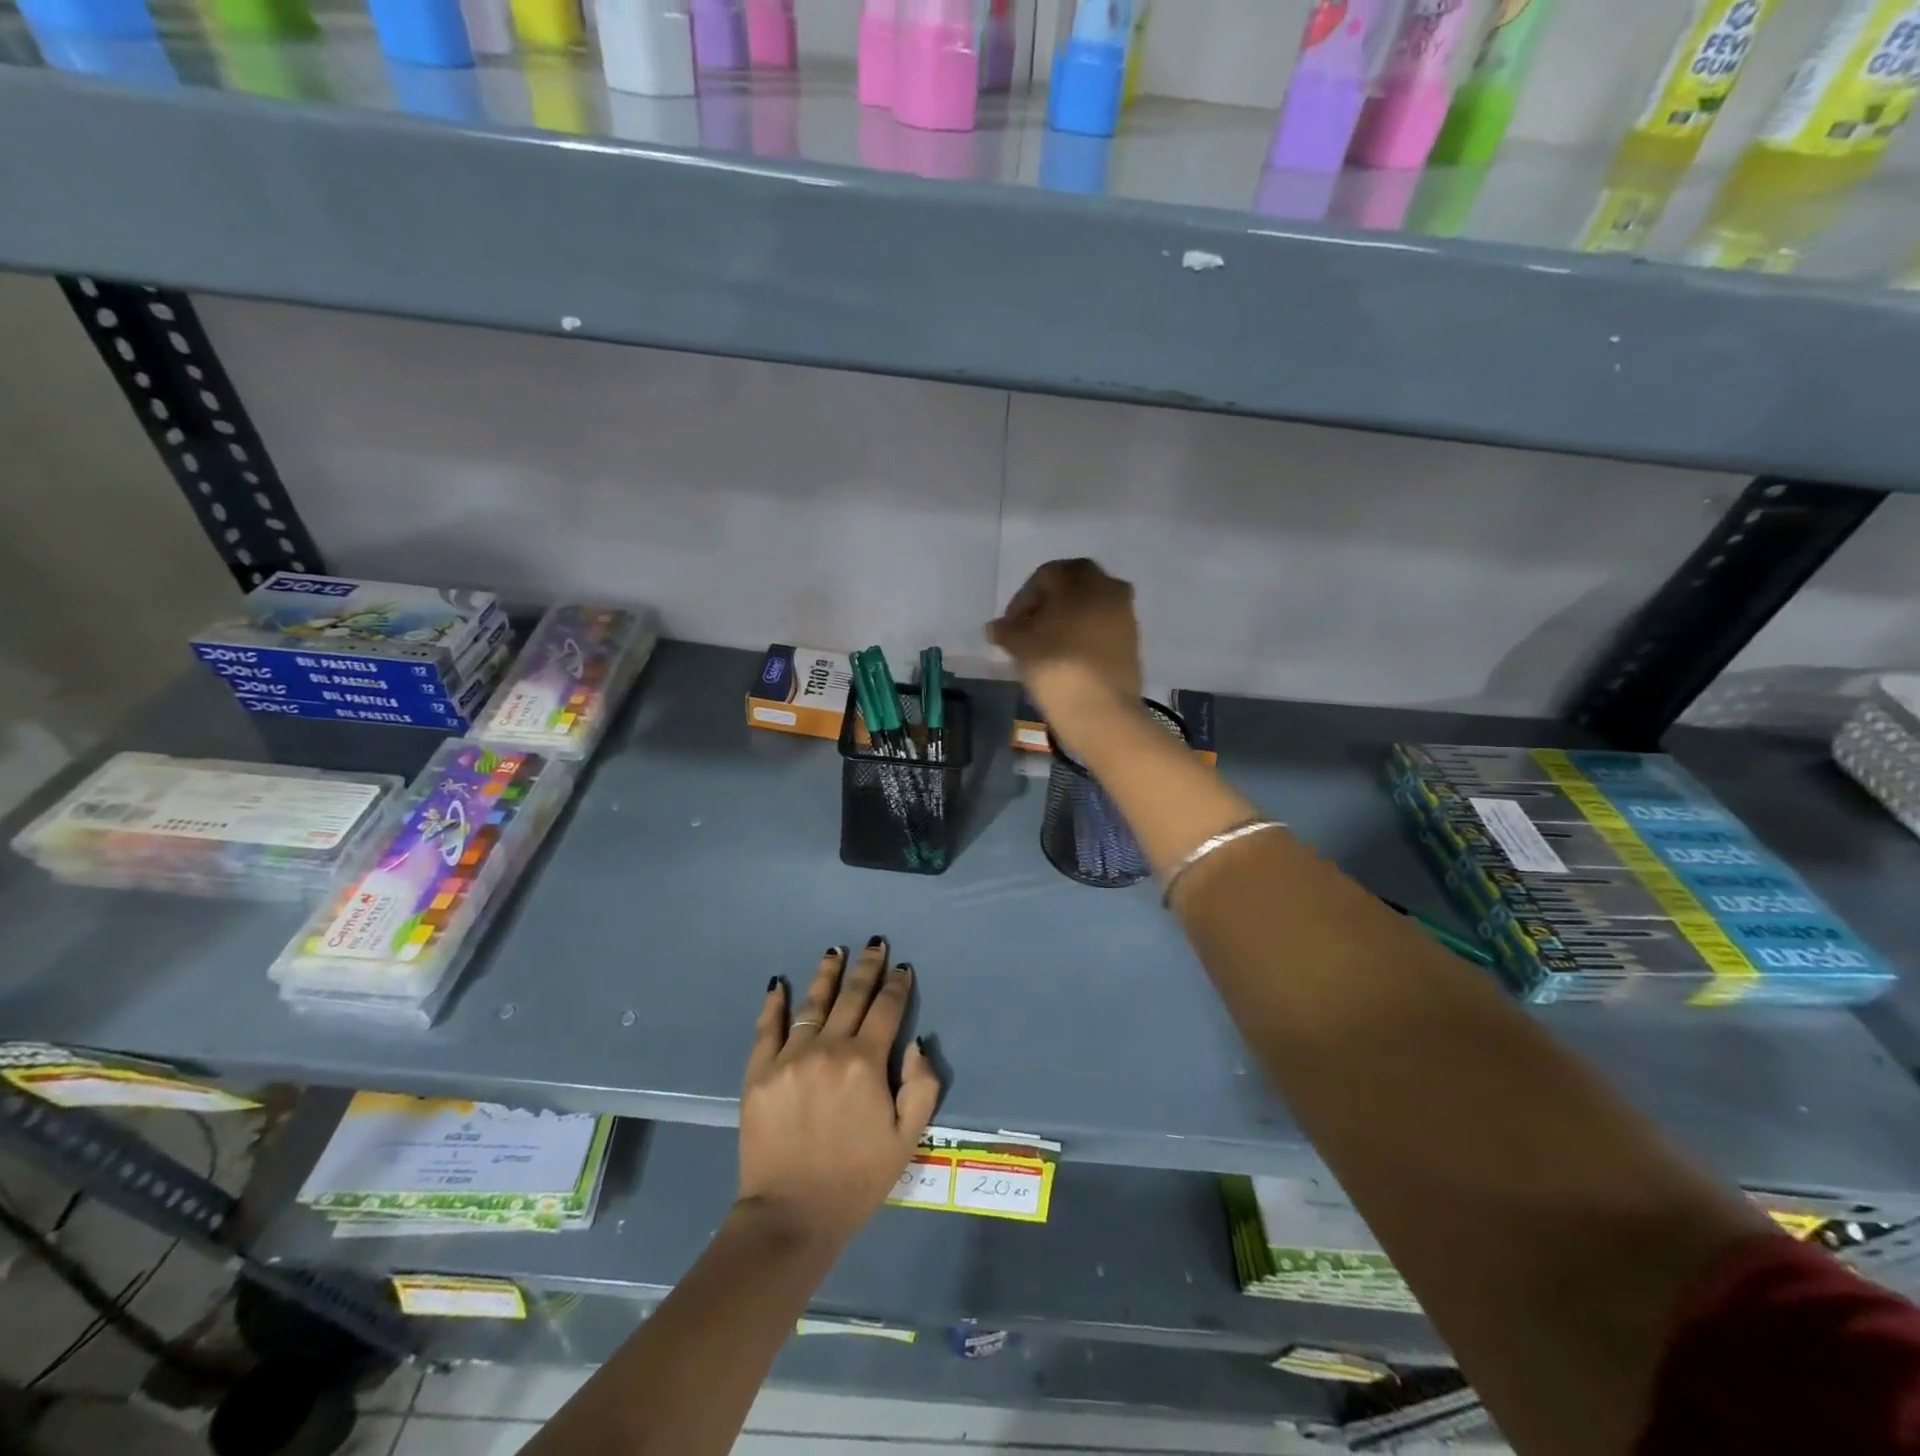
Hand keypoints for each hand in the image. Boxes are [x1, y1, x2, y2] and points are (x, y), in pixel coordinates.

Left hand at [737, 939, 939, 1250]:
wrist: (791, 1215)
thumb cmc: (857, 1179)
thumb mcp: (907, 1139)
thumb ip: (921, 1086)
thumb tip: (915, 1043)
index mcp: (866, 1063)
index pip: (886, 1010)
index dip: (896, 986)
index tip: (902, 968)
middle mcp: (828, 1048)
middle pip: (851, 996)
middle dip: (867, 967)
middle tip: (875, 944)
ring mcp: (789, 1057)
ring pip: (812, 1002)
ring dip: (827, 973)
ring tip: (835, 951)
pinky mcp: (759, 1072)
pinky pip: (767, 1027)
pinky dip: (774, 1003)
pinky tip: (778, 983)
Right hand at [987, 558, 1143, 747]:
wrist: (1103, 713)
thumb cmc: (1058, 669)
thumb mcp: (1022, 647)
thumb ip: (1007, 631)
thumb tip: (995, 627)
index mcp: (1083, 581)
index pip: (1047, 575)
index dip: (1023, 598)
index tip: (1010, 626)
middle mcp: (1109, 589)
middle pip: (1073, 585)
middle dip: (1049, 602)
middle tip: (1028, 628)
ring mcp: (1125, 616)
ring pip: (1090, 605)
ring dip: (1067, 618)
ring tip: (1045, 645)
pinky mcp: (1132, 642)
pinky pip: (1102, 626)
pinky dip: (1084, 633)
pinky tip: (1066, 656)